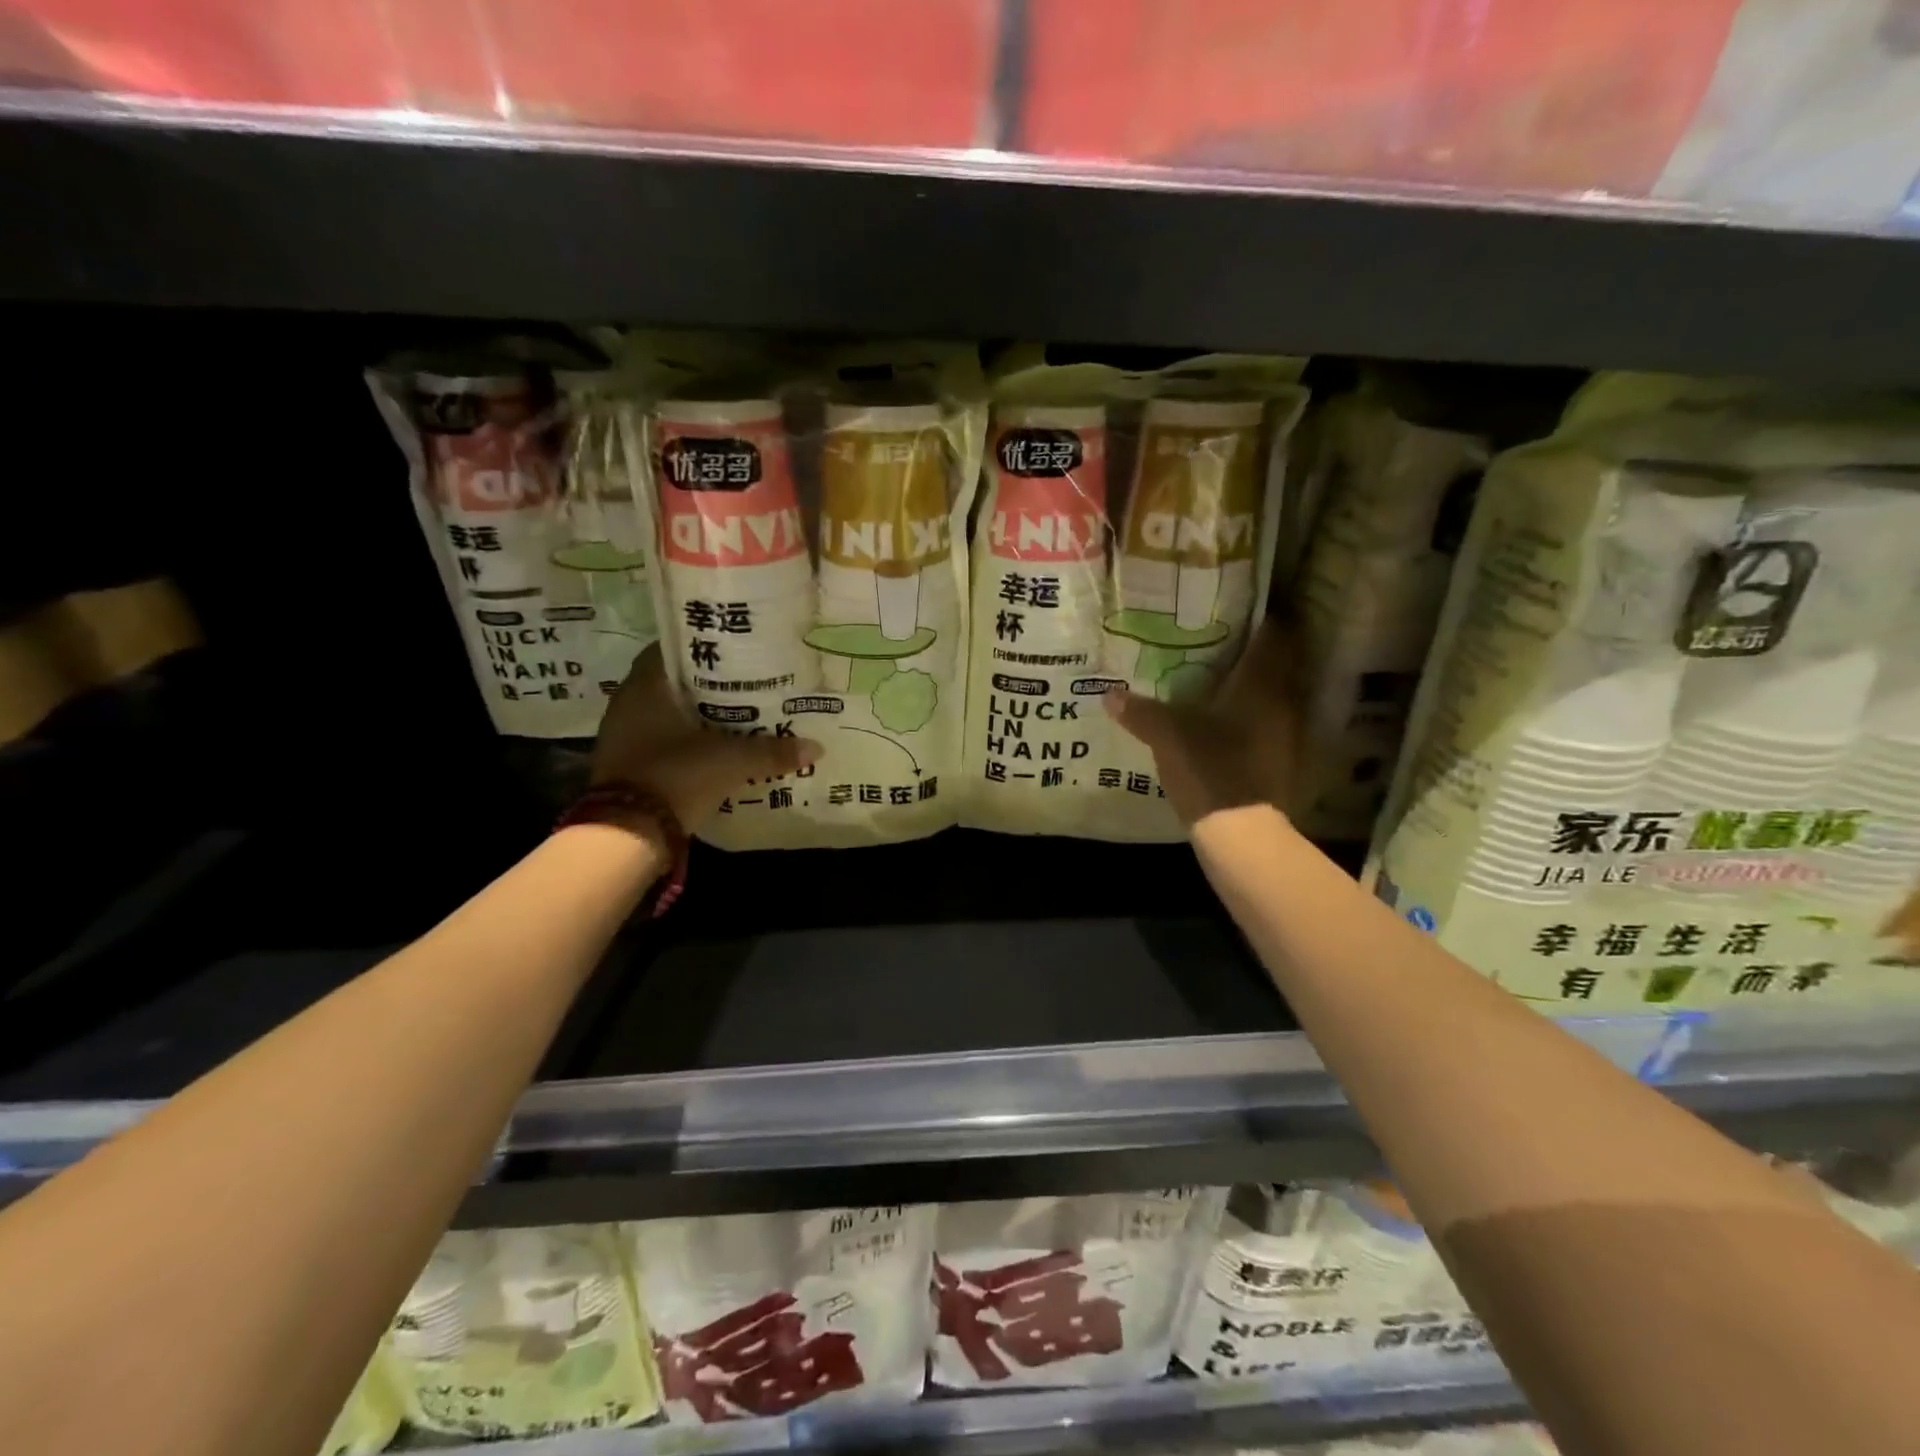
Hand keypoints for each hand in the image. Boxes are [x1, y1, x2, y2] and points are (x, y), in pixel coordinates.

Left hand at [590, 645, 821, 829]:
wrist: (626, 834)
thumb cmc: (676, 775)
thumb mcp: (731, 761)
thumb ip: (771, 752)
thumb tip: (816, 748)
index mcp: (646, 686)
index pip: (673, 650)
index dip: (704, 649)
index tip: (735, 652)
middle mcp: (628, 704)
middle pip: (673, 684)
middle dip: (708, 686)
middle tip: (747, 686)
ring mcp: (623, 737)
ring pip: (667, 715)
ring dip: (697, 716)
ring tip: (739, 718)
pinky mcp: (627, 766)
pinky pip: (662, 742)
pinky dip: (686, 743)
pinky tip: (716, 750)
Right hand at [1103, 618, 1301, 827]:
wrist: (1242, 834)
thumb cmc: (1211, 769)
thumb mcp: (1168, 737)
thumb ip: (1140, 712)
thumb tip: (1108, 694)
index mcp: (1262, 685)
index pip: (1274, 636)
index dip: (1259, 619)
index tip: (1235, 609)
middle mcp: (1283, 703)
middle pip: (1276, 664)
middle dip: (1251, 651)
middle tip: (1217, 641)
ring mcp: (1286, 735)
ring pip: (1273, 695)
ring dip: (1251, 686)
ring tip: (1216, 679)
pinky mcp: (1280, 761)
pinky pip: (1267, 724)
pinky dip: (1250, 717)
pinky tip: (1223, 722)